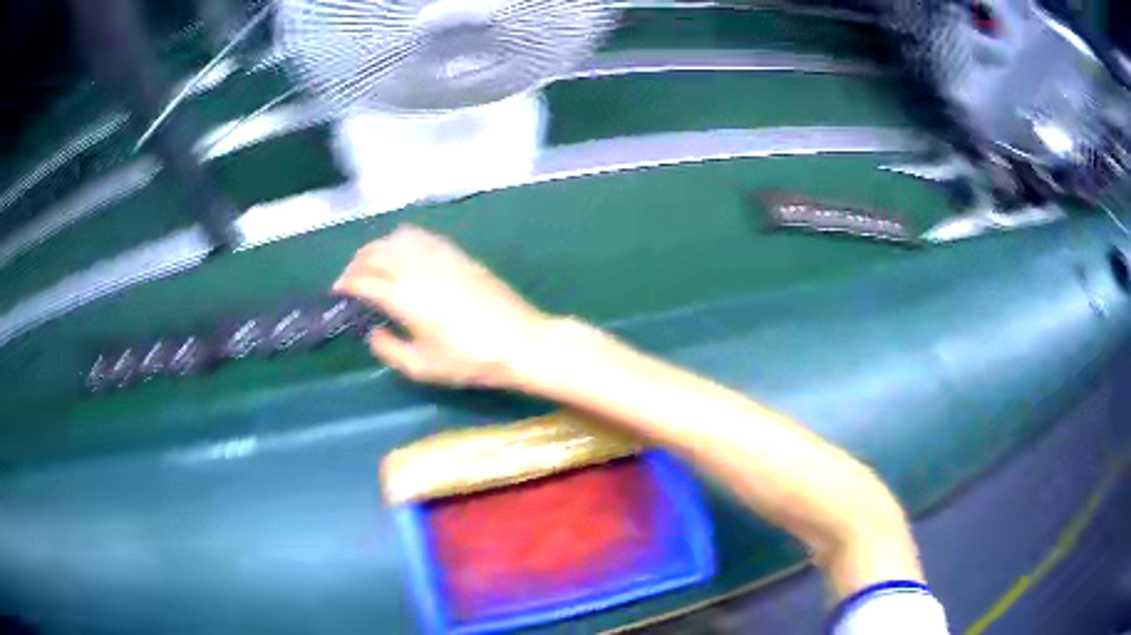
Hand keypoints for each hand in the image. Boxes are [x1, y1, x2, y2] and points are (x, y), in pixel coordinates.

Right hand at [333, 225, 554, 388]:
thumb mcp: (422, 367)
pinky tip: (404, 255)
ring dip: (377, 248)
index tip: (337, 293)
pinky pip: (420, 235)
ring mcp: (438, 255)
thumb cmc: (469, 360)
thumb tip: (373, 332)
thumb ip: (389, 349)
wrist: (519, 341)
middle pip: (374, 253)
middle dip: (355, 265)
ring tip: (373, 266)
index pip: (362, 279)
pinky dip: (402, 240)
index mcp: (402, 295)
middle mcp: (415, 266)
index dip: (344, 284)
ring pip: (395, 238)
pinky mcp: (457, 252)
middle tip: (350, 282)